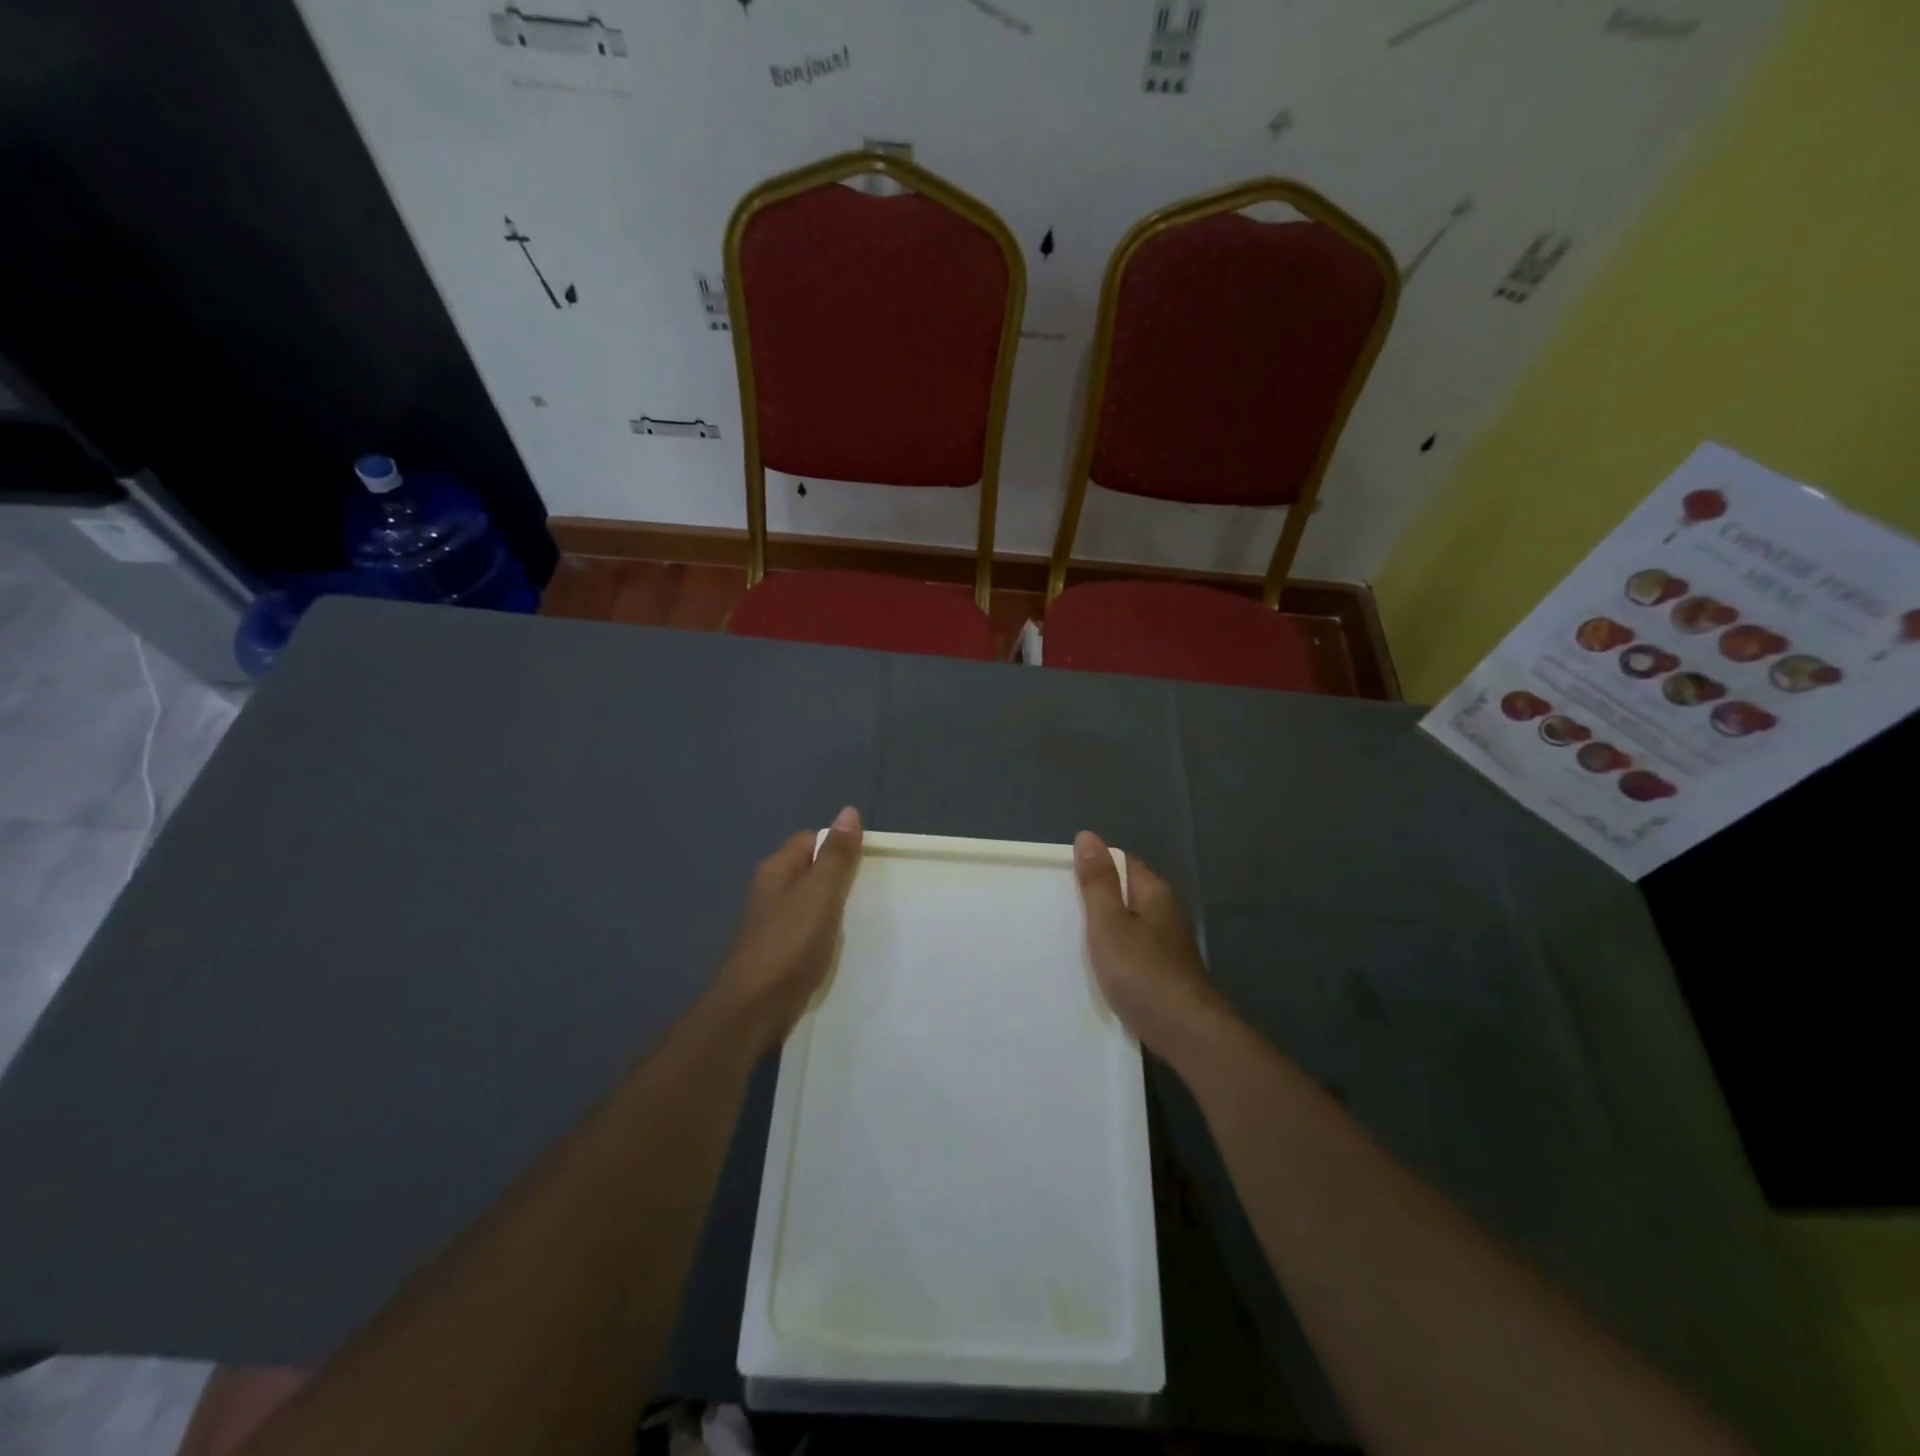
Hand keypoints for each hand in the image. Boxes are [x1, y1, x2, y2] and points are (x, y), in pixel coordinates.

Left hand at [709, 807, 863, 1053]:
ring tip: (863, 917)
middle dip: (840, 878)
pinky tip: (843, 945)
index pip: (811, 839)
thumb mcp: (820, 893)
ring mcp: (775, 921)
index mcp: (779, 868)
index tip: (867, 861)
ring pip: (812, 902)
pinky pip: (810, 929)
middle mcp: (773, 889)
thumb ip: (837, 855)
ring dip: (835, 908)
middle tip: (871, 889)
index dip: (838, 845)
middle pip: (813, 870)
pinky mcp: (780, 950)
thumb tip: (849, 811)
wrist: (756, 1006)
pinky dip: (827, 933)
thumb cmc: (790, 942)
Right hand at [1073, 831, 1230, 1066]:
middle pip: (1123, 894)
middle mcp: (1163, 913)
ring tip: (1066, 941)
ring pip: (1126, 926)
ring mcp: (1165, 946)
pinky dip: (1112, 957)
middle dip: (1093, 901)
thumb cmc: (1143, 973)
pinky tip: (1094, 971)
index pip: (1121, 863)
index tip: (1061, 880)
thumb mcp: (1110, 923)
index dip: (1093, 866)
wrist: (1186, 1034)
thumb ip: (1097, 882)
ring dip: (1102, 932)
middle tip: (1056, 911)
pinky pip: (1130, 953)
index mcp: (1153, 893)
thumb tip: (1087, 836)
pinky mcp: (1162, 973)